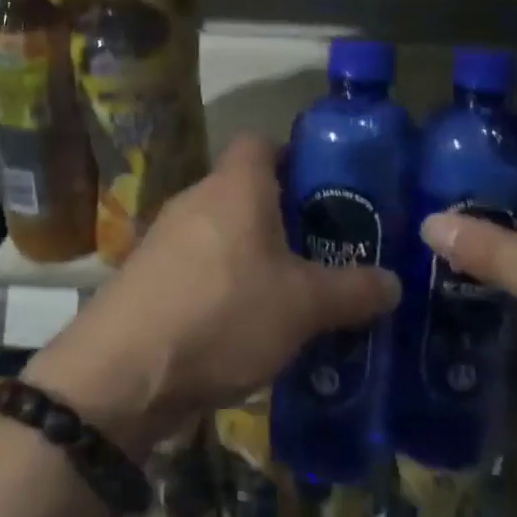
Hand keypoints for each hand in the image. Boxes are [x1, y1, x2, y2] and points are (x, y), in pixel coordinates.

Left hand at [26, 135, 399, 455]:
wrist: (122, 374)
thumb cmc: (223, 314)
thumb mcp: (303, 306)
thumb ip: (353, 290)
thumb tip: (395, 283)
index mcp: (235, 187)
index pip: (262, 142)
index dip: (295, 156)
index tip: (327, 189)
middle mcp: (196, 200)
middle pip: (246, 192)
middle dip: (286, 217)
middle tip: (325, 250)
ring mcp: (165, 240)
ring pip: (223, 233)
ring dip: (255, 256)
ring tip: (294, 293)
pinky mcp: (148, 280)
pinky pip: (200, 268)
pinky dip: (225, 286)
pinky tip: (248, 326)